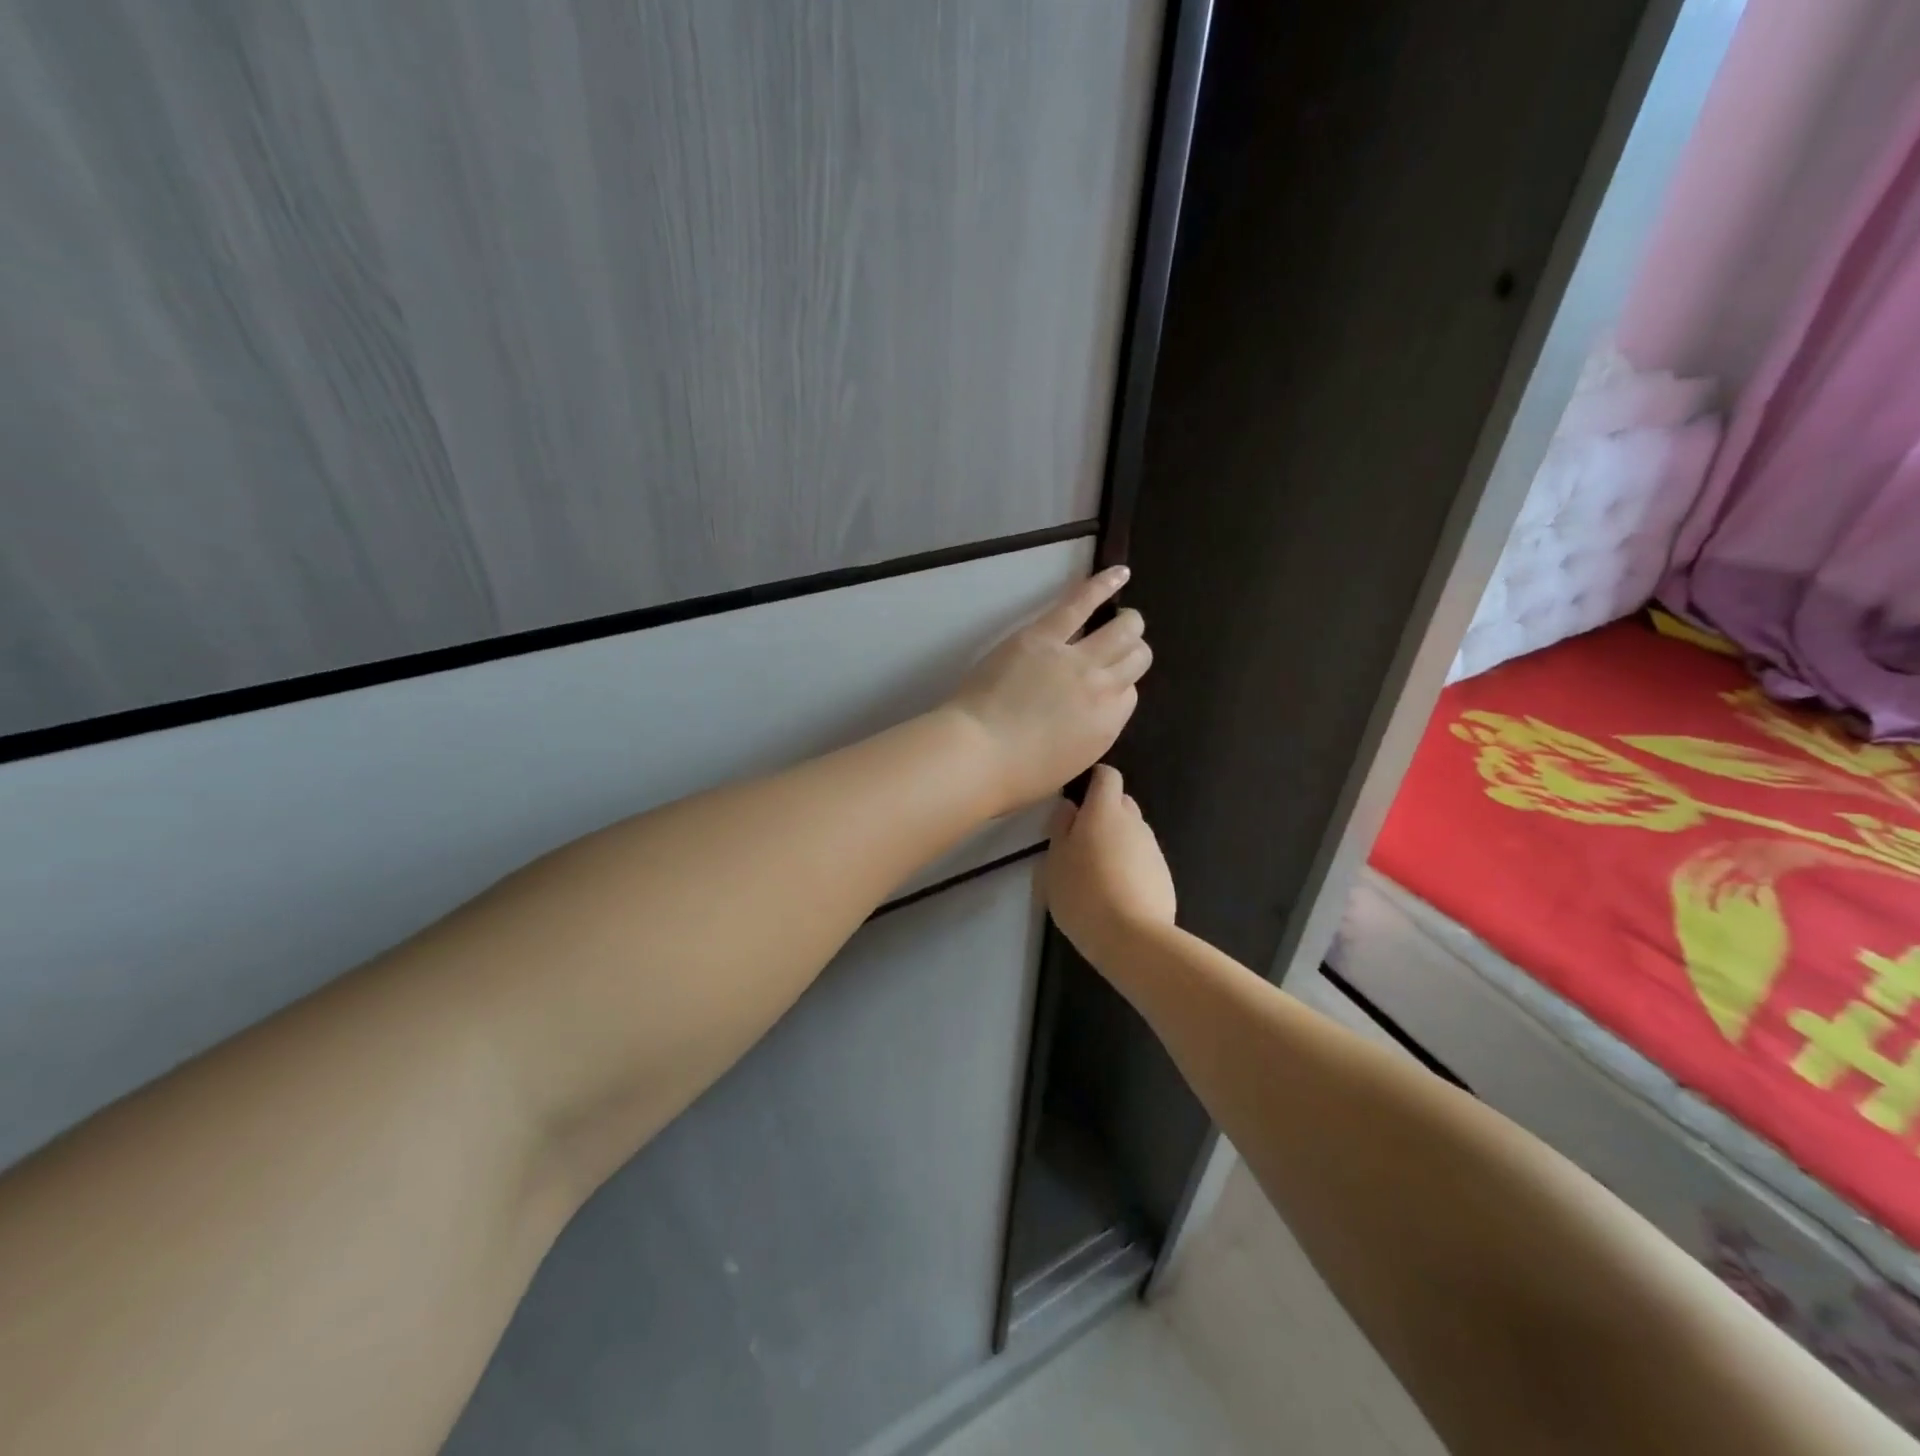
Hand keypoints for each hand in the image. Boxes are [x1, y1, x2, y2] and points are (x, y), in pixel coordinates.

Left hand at [947, 566, 1150, 810]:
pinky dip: (1103, 584)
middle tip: (1121, 646)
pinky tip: (1120, 572)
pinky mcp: (1044, 635)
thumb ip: (1086, 735)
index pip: (1130, 695)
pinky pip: (1081, 602)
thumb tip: (1087, 716)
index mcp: (1107, 726)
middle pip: (1135, 658)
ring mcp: (1077, 658)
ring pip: (1122, 629)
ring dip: (1128, 622)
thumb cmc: (1015, 775)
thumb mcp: (1067, 764)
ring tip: (1125, 616)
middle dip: (1132, 651)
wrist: (978, 754)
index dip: (1119, 687)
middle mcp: (1104, 689)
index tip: (1104, 687)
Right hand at [1046, 764, 1176, 964]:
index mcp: (1104, 811)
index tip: (1078, 794)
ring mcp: (1153, 849)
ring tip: (1096, 872)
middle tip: (1080, 839)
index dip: (1094, 779)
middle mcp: (1134, 822)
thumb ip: (1061, 828)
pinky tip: (1116, 893)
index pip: (1107, 776)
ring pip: (1132, 833)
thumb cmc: (1082, 893)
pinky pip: (1143, 859)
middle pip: (1122, 803)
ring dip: (1116, 842)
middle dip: (1104, 813)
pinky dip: (1130, 866)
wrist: (1132, 938)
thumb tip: (1069, 807)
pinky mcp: (1164, 875)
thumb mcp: (1055, 861)